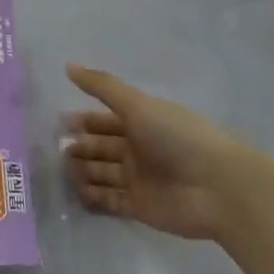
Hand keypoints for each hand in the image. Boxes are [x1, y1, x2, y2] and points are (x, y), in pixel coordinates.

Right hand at [64, 64, 267, 241]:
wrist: (218, 188)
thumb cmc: (177, 138)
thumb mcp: (138, 105)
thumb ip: (102, 87)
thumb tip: (68, 66)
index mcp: (141, 123)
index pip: (106, 121)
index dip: (84, 121)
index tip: (59, 122)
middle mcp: (138, 150)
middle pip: (101, 148)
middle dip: (80, 147)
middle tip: (55, 148)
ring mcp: (139, 180)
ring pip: (102, 174)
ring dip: (82, 172)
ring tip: (61, 170)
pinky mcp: (140, 207)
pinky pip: (110, 201)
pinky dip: (93, 197)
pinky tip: (75, 192)